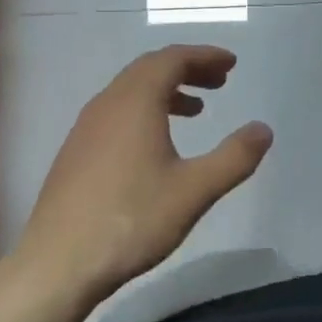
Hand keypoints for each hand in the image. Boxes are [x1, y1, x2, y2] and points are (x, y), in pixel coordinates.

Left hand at [15, 46, 273, 301]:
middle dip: (188, 69)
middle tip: (219, 82)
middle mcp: (107, 103)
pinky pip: (116, 111)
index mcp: (135, 101)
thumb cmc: (131, 221)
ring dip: (166, 90)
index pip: (172, 59)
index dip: (204, 56)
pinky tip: (156, 144)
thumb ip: (234, 158)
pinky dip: (145, 110)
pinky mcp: (76, 151)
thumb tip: (264, 130)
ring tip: (196, 111)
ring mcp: (86, 127)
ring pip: (130, 91)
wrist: (57, 265)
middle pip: (150, 68)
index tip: (231, 64)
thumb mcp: (194, 191)